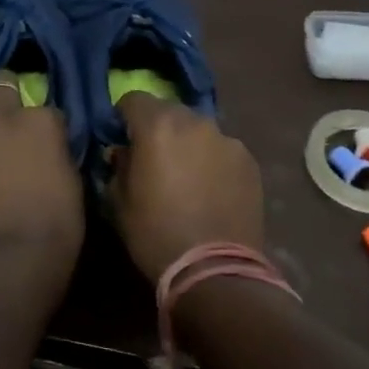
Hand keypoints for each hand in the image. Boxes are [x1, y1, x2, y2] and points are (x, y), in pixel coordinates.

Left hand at [0, 76, 84, 280]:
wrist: (5, 259)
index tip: (44, 142)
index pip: (46, 108)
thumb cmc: (54, 230)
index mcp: (42, 123)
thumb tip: (48, 153)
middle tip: (3, 116)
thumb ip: (56, 156)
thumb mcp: (72, 186)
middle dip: (3, 93)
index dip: (44, 125)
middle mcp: (1, 117)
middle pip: (0, 82)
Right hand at [109, 93, 264, 284]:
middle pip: (169, 111)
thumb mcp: (119, 201)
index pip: (133, 98)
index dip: (124, 116)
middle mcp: (194, 123)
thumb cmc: (155, 234)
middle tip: (153, 157)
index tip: (121, 137)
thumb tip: (123, 152)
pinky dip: (212, 160)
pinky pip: (222, 150)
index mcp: (157, 126)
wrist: (215, 270)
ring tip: (186, 176)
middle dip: (157, 127)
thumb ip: (119, 165)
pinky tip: (211, 189)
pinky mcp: (249, 161)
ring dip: (187, 143)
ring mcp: (227, 140)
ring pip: (198, 130)